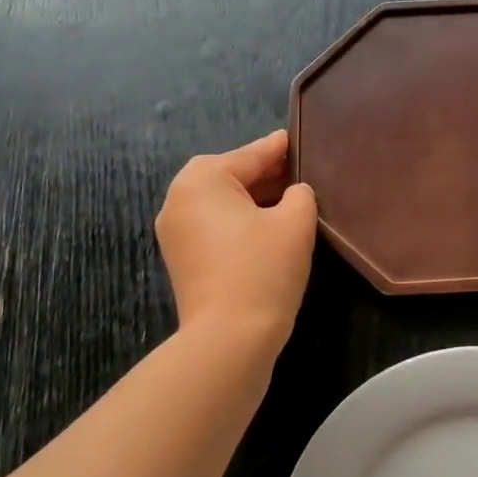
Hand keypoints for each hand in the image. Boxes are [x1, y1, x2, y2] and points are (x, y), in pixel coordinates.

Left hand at [157, 130, 317, 346]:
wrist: (229, 337)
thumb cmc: (263, 269)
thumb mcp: (295, 222)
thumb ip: (300, 194)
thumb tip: (294, 192)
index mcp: (202, 179)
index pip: (252, 154)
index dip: (281, 148)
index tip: (300, 138)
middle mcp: (178, 197)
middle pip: (232, 176)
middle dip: (267, 175)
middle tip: (302, 174)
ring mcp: (175, 231)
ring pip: (223, 202)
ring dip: (254, 200)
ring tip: (291, 201)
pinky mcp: (182, 258)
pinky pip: (215, 226)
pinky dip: (240, 222)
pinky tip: (269, 229)